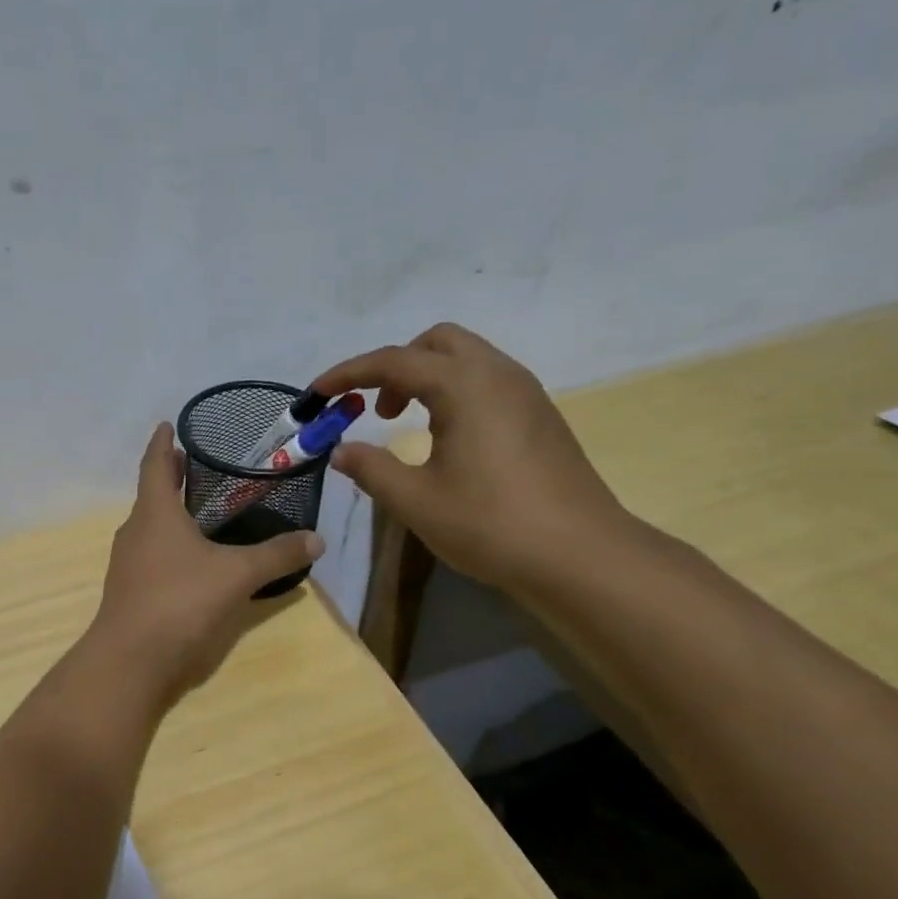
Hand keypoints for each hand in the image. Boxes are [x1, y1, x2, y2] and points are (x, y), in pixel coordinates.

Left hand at [89, 423, 323, 705]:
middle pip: (152, 494)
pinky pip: (153, 554)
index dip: (162, 442)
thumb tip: (317, 539)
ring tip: (203, 510)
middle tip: (199, 465)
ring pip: (152, 526)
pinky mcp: (131, 590)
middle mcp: (135, 531)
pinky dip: (172, 545)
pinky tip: (194, 559)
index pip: (155, 464)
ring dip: (172, 513)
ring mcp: (128, 563)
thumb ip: (277, 555)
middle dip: (172, 477)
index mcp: (154, 512)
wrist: (130, 660)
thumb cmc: (179, 601)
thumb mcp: (236, 575)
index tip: (169, 424)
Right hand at [312, 323, 635, 591]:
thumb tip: (341, 451)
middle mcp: (498, 375)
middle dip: (394, 366)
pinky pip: (485, 381)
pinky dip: (452, 392)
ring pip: (465, 359)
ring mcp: (525, 393)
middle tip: (373, 410)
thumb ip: (371, 468)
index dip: (348, 373)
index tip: (317, 394)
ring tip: (404, 424)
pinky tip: (444, 438)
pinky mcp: (539, 415)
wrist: (580, 555)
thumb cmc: (490, 524)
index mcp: (465, 386)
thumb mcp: (415, 500)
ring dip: (425, 378)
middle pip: (436, 343)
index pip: (394, 360)